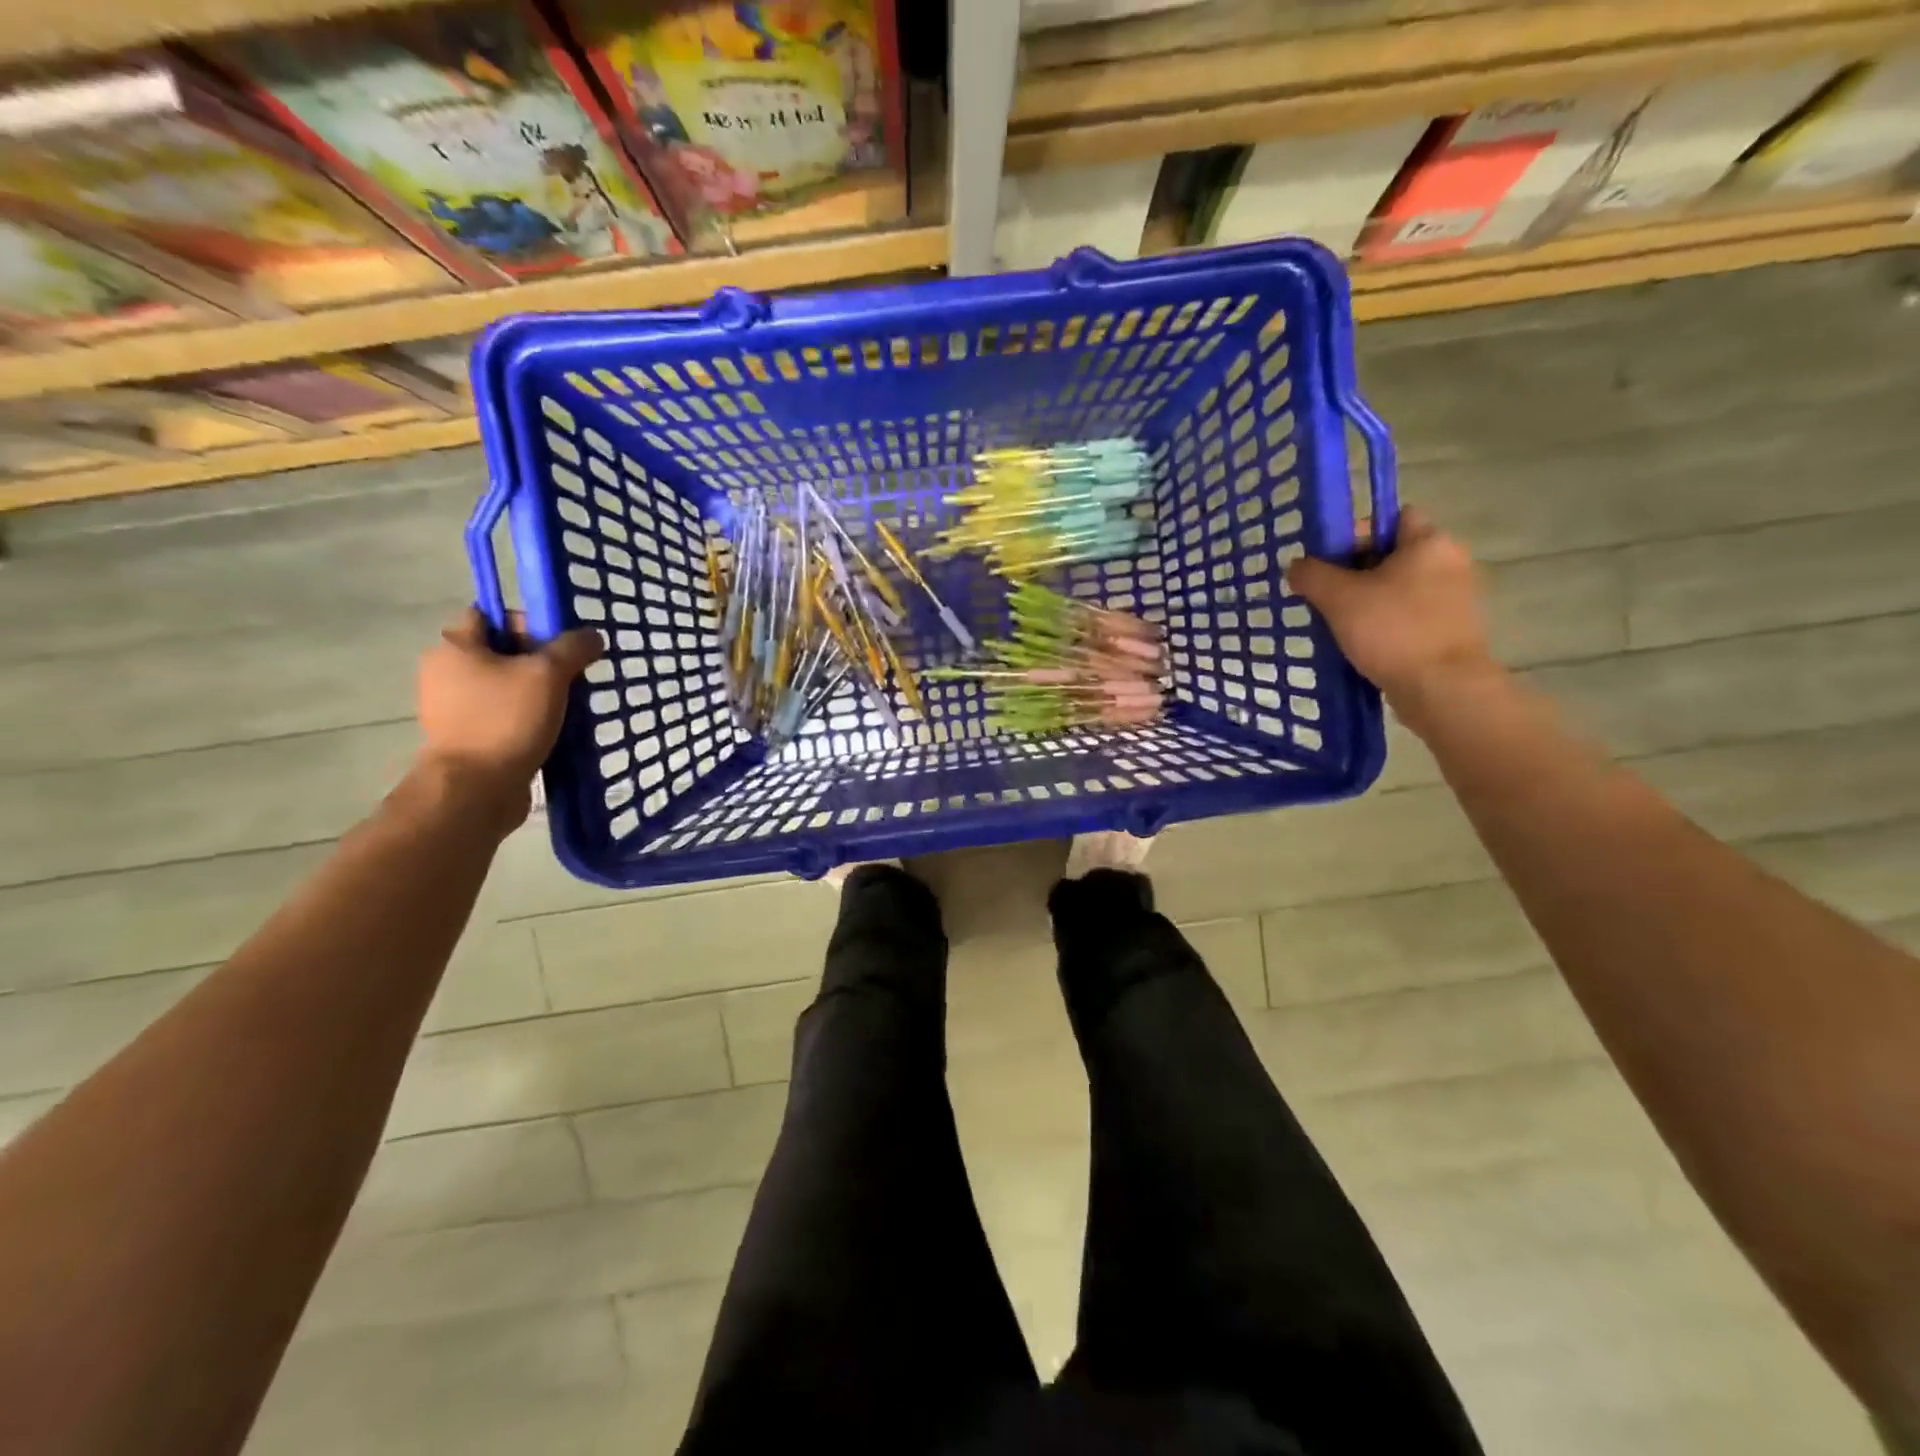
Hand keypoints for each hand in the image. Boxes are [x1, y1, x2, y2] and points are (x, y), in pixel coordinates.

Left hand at [414, 608, 602, 825]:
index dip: (529, 622)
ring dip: (537, 691)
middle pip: (501, 651)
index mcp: (455, 646)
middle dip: (540, 661)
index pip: (492, 614)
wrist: (476, 789)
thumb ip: (573, 648)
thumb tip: (592, 636)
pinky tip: (551, 729)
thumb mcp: (548, 674)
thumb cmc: (506, 720)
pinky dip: (526, 717)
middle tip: (571, 677)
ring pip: (504, 685)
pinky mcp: (465, 736)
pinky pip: (502, 713)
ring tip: (567, 706)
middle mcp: (445, 671)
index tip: (559, 646)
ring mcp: (452, 706)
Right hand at [1285, 508, 1496, 708]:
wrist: (1442, 688)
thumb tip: (1296, 566)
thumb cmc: (1392, 630)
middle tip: (1323, 593)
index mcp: (1429, 542)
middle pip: (1392, 554)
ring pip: (1398, 587)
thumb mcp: (1339, 598)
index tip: (1326, 560)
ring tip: (1336, 621)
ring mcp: (1454, 598)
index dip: (1355, 532)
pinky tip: (1360, 642)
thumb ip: (1311, 575)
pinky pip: (1408, 614)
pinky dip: (1384, 622)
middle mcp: (1450, 562)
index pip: (1391, 517)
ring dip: (1367, 599)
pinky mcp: (1450, 630)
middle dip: (1355, 570)